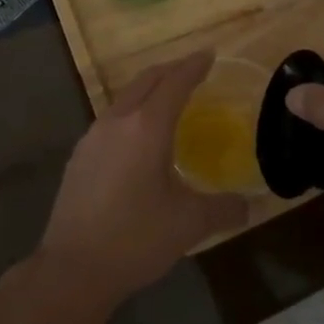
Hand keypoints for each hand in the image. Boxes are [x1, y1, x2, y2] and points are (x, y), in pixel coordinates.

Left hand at [35, 52, 247, 312]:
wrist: (72, 269)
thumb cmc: (135, 239)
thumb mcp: (189, 224)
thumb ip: (223, 209)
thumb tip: (250, 205)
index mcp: (147, 127)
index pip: (175, 82)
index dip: (194, 66)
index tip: (210, 54)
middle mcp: (118, 121)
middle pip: (147, 80)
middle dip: (171, 70)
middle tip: (192, 69)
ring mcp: (93, 136)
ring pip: (125, 97)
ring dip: (149, 89)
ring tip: (168, 99)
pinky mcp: (79, 156)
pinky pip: (112, 118)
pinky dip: (132, 112)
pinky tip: (138, 137)